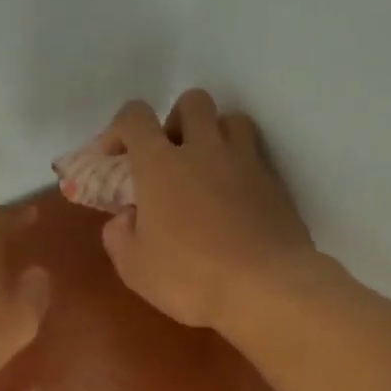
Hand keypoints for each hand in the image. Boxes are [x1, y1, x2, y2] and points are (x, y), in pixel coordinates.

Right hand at [97, 90, 315, 330]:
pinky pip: (256, 156)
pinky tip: (236, 199)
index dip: (119, 128)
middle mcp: (204, 149)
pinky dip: (241, 167)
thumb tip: (126, 216)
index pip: (135, 117)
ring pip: (232, 120)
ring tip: (207, 170)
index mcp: (160, 164)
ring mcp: (246, 162)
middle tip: (170, 158)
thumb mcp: (134, 267)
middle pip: (192, 102)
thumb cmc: (190, 276)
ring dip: (215, 135)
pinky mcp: (276, 183)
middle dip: (176, 121)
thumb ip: (119, 235)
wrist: (266, 288)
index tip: (114, 156)